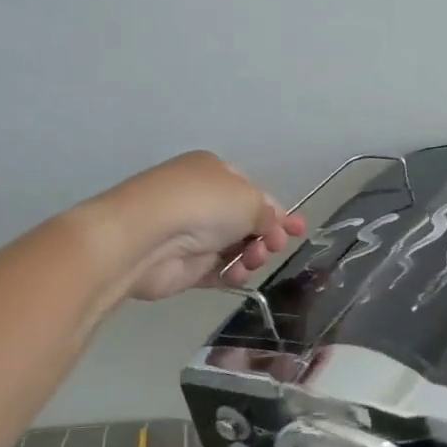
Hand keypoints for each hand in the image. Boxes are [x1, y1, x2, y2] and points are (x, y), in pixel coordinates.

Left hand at [98, 151, 305, 301]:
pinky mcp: (185, 265)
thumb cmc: (203, 205)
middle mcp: (203, 199)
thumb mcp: (250, 200)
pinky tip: (236, 274)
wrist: (147, 237)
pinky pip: (219, 270)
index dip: (279, 212)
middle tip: (273, 246)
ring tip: (251, 260)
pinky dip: (232, 273)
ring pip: (236, 248)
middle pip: (248, 222)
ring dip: (251, 256)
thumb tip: (271, 225)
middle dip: (266, 236)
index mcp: (216, 172)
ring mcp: (192, 233)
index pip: (255, 193)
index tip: (299, 230)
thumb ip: (268, 214)